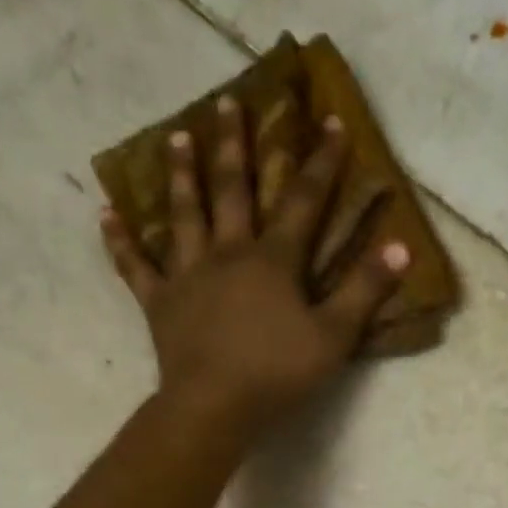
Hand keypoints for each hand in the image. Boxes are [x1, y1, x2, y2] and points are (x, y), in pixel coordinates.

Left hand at [101, 95, 408, 434]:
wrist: (215, 406)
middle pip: (231, 190)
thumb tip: (400, 246)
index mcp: (273, 260)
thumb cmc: (278, 373)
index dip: (320, 162)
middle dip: (234, 145)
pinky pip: (136, 267)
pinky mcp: (160, 303)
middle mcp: (228, 253)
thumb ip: (365, 291)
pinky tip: (107, 215)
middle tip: (228, 101)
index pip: (303, 200)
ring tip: (176, 136)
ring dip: (181, 174)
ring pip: (183, 214)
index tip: (328, 120)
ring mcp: (188, 275)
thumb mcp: (334, 337)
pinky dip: (121, 242)